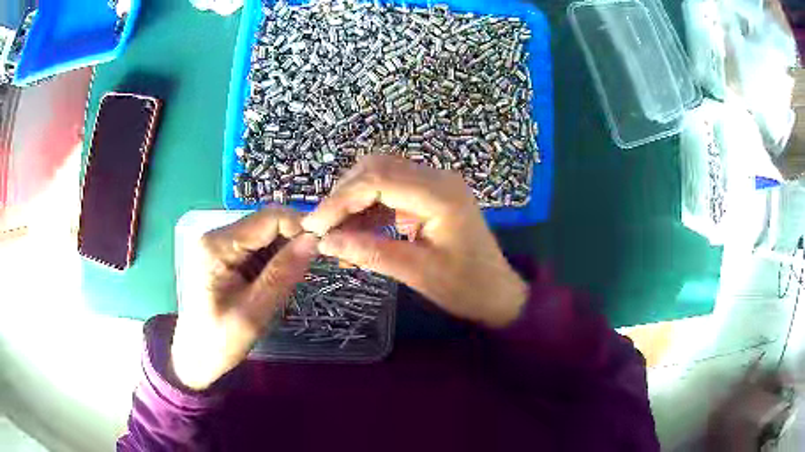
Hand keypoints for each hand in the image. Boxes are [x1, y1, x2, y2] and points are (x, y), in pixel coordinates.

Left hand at [171, 208, 317, 390]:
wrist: (195, 359)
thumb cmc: (219, 341)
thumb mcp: (254, 312)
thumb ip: (282, 274)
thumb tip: (314, 240)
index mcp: (218, 245)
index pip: (268, 218)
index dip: (300, 226)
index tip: (326, 246)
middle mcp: (218, 237)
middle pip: (267, 224)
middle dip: (294, 239)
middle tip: (315, 265)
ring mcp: (221, 246)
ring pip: (265, 236)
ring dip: (286, 252)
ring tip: (298, 277)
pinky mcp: (226, 258)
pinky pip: (258, 249)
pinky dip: (275, 261)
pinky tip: (281, 280)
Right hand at [302, 155, 527, 327]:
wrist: (496, 292)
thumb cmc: (466, 286)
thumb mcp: (418, 273)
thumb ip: (370, 252)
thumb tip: (324, 242)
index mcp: (440, 193)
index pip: (378, 179)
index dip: (340, 200)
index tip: (314, 226)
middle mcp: (437, 178)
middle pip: (376, 168)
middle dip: (344, 196)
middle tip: (322, 228)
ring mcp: (434, 184)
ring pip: (380, 176)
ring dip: (353, 202)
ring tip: (335, 234)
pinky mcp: (428, 196)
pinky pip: (390, 192)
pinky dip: (368, 210)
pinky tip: (355, 233)